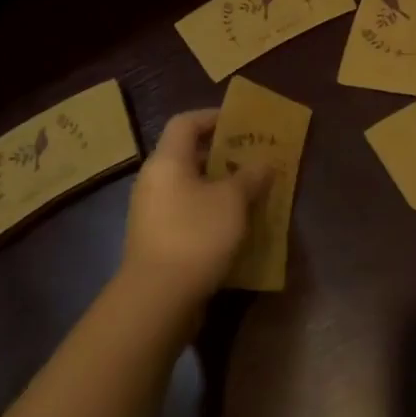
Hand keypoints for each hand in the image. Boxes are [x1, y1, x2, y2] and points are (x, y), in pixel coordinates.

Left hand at [121, 109, 269, 313]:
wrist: (157, 299)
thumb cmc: (196, 235)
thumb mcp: (233, 201)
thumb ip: (250, 176)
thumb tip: (264, 163)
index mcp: (167, 161)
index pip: (185, 122)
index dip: (212, 117)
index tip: (240, 123)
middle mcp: (153, 180)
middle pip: (187, 154)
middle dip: (221, 154)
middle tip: (251, 158)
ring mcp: (151, 212)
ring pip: (188, 186)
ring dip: (218, 186)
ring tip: (249, 191)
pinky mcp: (156, 239)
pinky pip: (185, 211)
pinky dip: (208, 210)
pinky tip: (233, 225)